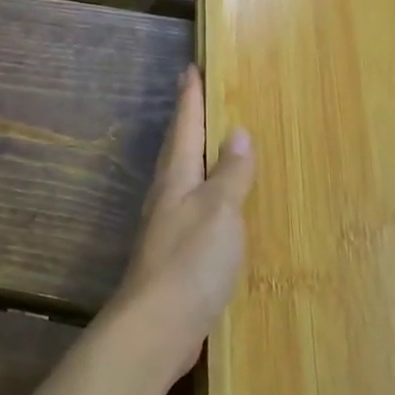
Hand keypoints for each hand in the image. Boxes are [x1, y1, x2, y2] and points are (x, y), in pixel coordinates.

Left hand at [110, 65, 255, 387]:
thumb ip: (230, 173)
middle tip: (196, 96)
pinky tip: (215, 208)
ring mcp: (167, 227)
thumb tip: (237, 132)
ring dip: (194, 157)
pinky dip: (204, 195)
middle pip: (176, 149)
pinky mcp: (174, 256)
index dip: (189, 97)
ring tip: (209, 144)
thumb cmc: (191, 261)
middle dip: (186, 121)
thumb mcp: (220, 210)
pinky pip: (191, 210)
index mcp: (176, 179)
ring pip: (181, 179)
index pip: (184, 127)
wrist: (158, 326)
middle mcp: (167, 196)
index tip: (189, 67)